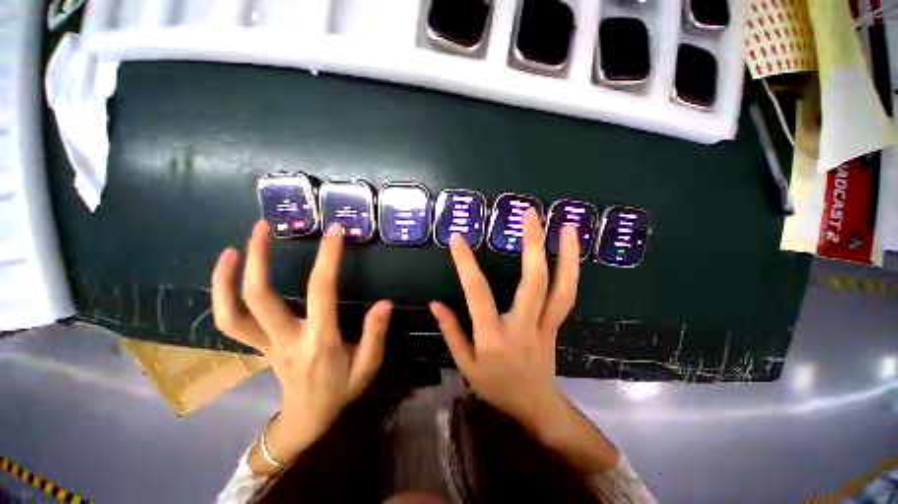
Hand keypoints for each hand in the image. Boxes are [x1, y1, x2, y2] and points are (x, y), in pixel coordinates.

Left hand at [212, 220, 391, 468]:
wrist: (307, 419)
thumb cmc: (341, 390)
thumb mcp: (368, 367)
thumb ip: (375, 335)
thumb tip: (385, 303)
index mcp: (320, 340)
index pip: (322, 291)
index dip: (328, 258)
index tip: (334, 232)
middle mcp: (286, 339)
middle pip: (260, 297)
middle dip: (260, 258)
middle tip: (263, 227)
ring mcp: (265, 344)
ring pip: (234, 312)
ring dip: (229, 277)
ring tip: (235, 245)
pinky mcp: (257, 346)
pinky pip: (231, 322)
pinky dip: (222, 296)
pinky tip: (230, 272)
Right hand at [429, 208, 577, 434]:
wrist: (535, 406)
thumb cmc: (495, 386)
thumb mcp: (465, 365)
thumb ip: (451, 331)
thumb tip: (435, 304)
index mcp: (493, 336)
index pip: (478, 293)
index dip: (466, 264)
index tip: (458, 239)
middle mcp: (523, 325)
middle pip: (534, 281)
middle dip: (533, 244)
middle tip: (530, 214)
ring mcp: (545, 324)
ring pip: (561, 287)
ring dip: (566, 254)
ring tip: (567, 226)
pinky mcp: (557, 324)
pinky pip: (566, 295)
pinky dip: (571, 271)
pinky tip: (570, 251)